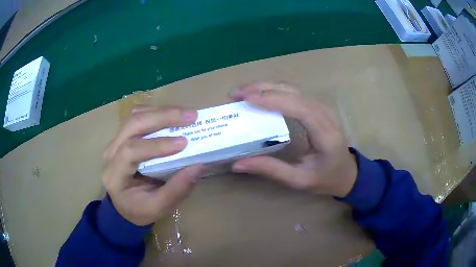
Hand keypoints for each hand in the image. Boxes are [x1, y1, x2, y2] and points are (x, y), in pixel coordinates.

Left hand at [102, 106, 206, 225]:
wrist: (123, 206)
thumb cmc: (139, 210)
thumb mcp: (158, 208)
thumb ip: (177, 190)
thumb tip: (200, 165)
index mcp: (115, 174)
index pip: (130, 151)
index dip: (156, 145)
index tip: (183, 142)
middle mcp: (111, 152)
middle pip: (132, 124)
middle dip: (162, 117)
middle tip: (191, 117)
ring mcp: (115, 141)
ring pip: (135, 116)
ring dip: (161, 112)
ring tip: (184, 114)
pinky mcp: (123, 136)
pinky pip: (138, 117)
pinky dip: (156, 113)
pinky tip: (171, 116)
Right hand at [230, 82, 356, 197]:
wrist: (348, 172)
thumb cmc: (327, 178)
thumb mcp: (300, 181)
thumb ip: (271, 170)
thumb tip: (238, 164)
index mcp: (325, 133)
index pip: (299, 108)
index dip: (272, 100)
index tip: (247, 99)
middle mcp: (325, 114)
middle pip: (293, 92)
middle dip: (262, 88)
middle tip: (235, 94)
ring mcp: (322, 107)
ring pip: (292, 88)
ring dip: (265, 87)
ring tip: (242, 92)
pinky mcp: (316, 107)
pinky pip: (293, 93)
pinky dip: (273, 90)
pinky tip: (259, 94)